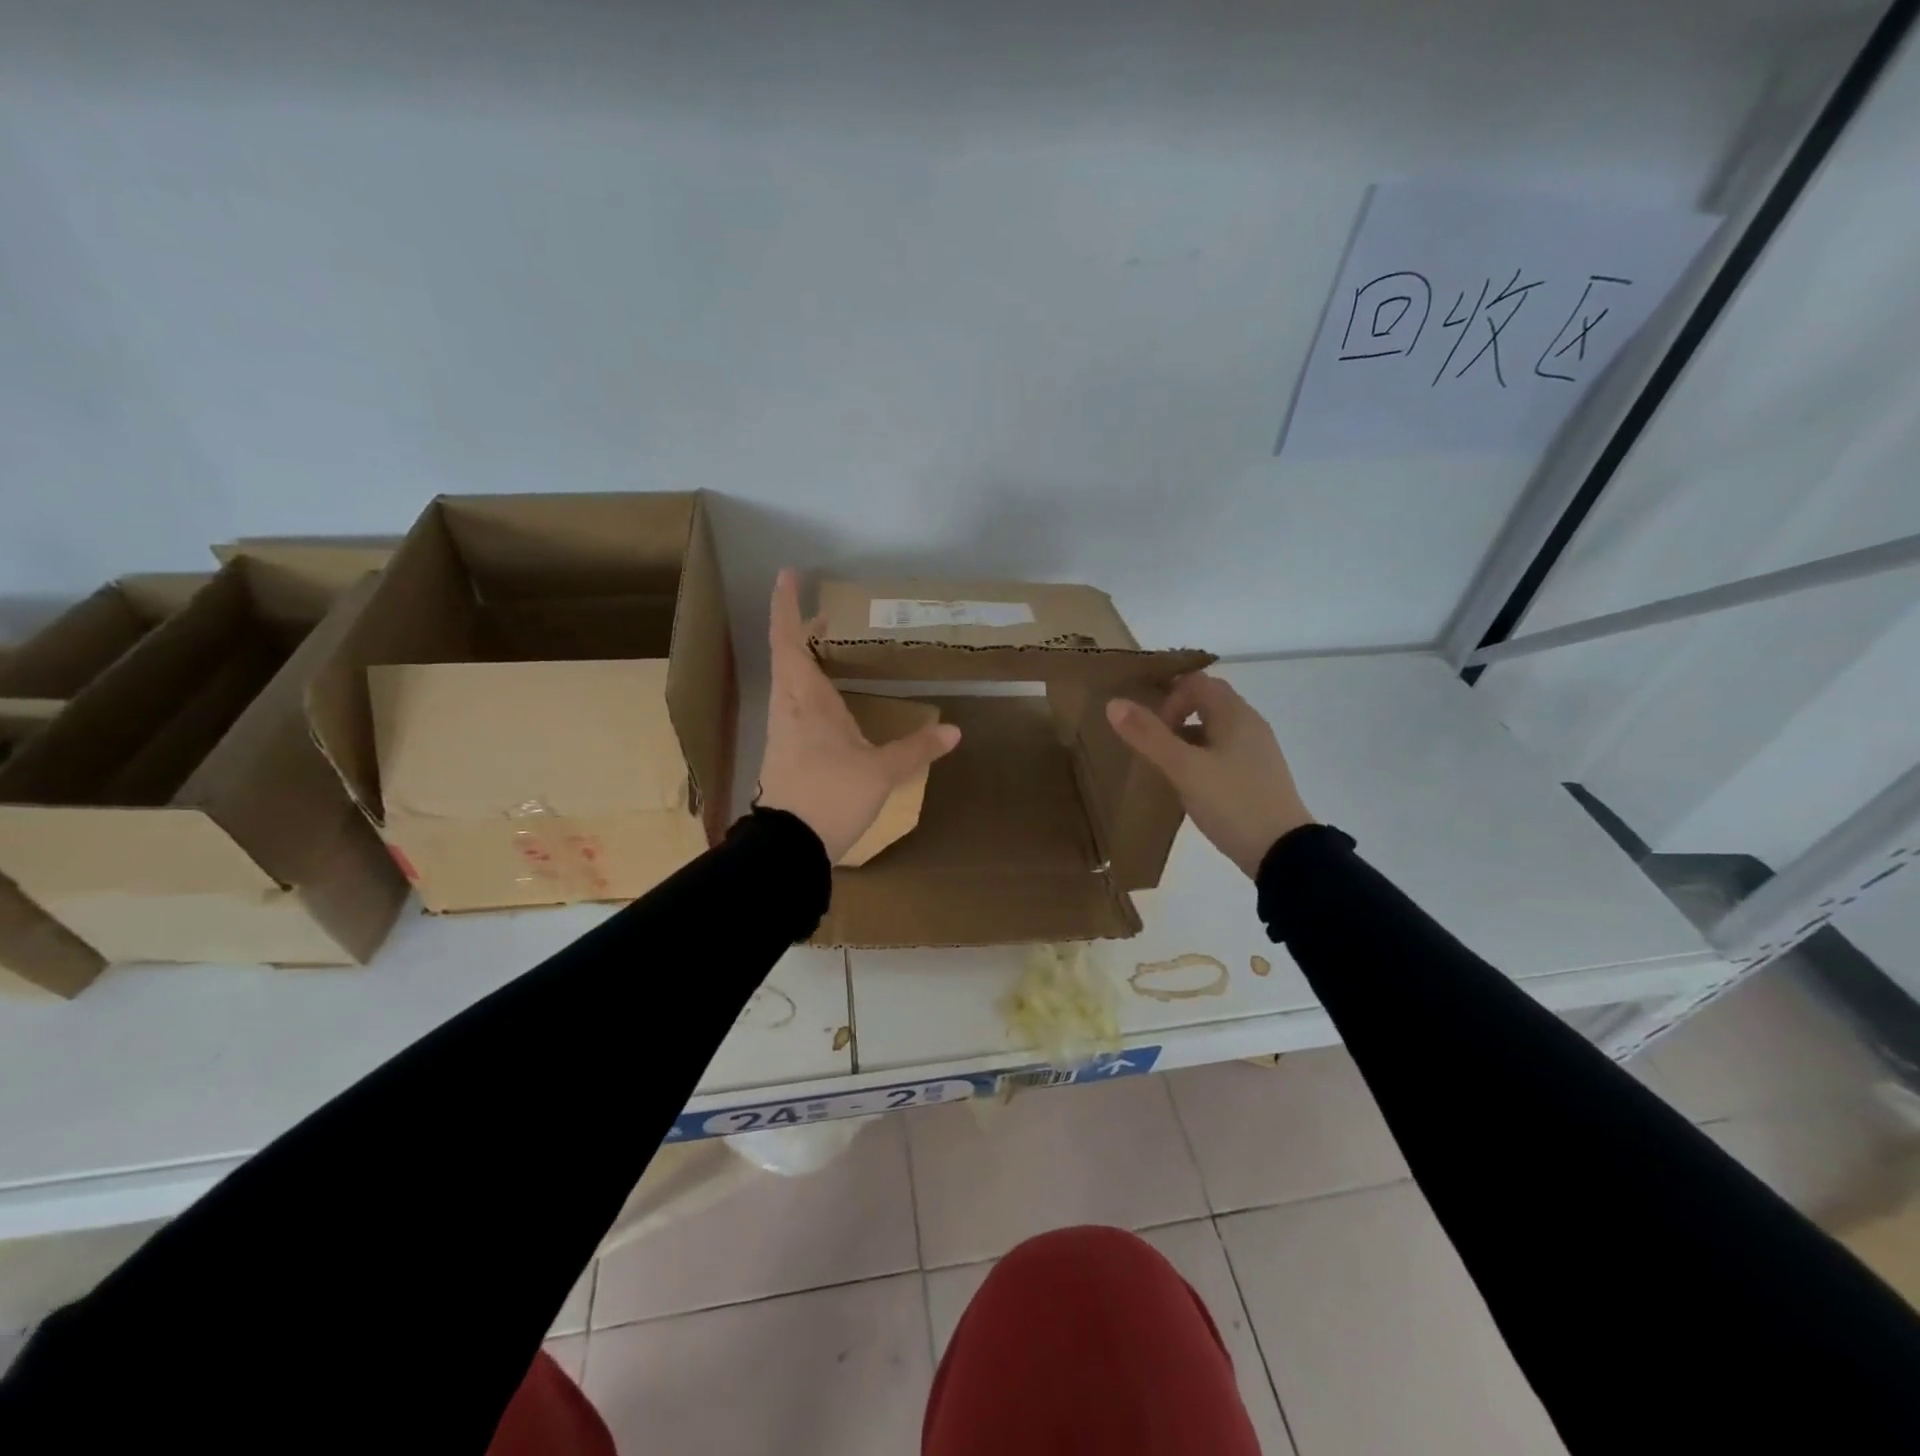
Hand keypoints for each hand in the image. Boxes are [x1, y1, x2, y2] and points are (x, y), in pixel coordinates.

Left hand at [757, 568, 961, 861]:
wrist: (788, 848)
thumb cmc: (830, 796)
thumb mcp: (880, 772)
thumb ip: (916, 749)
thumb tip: (953, 730)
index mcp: (805, 699)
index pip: (788, 639)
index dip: (785, 605)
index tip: (788, 574)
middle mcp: (789, 708)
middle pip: (788, 656)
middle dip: (805, 631)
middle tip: (830, 617)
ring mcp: (784, 732)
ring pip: (790, 682)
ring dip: (807, 660)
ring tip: (833, 653)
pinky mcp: (786, 753)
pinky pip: (796, 707)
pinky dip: (811, 690)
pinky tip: (832, 705)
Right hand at [1106, 673, 1313, 879]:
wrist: (1282, 853)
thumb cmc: (1232, 802)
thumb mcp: (1183, 769)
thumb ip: (1148, 736)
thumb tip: (1114, 703)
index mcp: (1235, 714)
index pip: (1197, 683)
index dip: (1170, 699)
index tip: (1155, 732)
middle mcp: (1250, 725)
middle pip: (1207, 703)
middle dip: (1175, 718)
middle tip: (1154, 747)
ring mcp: (1257, 752)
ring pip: (1215, 731)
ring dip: (1187, 741)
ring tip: (1168, 770)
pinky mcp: (1258, 777)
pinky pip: (1224, 754)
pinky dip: (1202, 760)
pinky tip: (1192, 788)